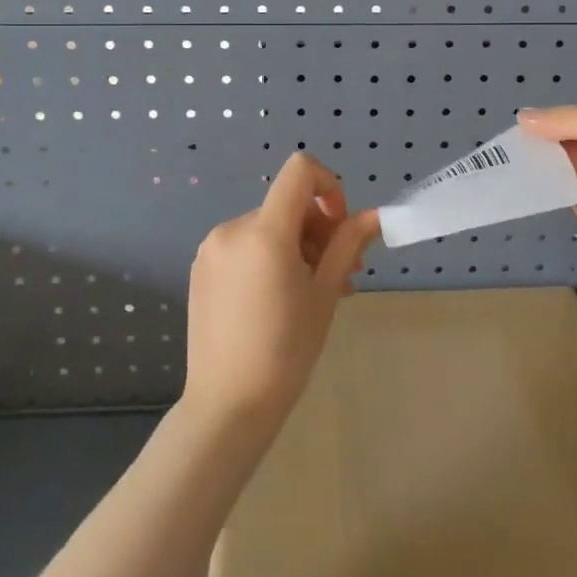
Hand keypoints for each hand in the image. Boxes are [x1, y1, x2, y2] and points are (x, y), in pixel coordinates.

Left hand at [182, 152, 379, 429]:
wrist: (228, 406)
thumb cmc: (286, 350)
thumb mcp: (325, 294)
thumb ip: (348, 245)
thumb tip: (375, 216)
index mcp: (264, 232)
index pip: (299, 171)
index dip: (328, 185)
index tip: (340, 226)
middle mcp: (232, 229)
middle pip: (286, 204)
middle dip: (317, 229)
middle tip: (339, 275)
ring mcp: (211, 249)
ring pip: (267, 227)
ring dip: (296, 247)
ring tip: (312, 292)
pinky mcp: (201, 269)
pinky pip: (244, 247)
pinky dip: (268, 258)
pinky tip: (278, 299)